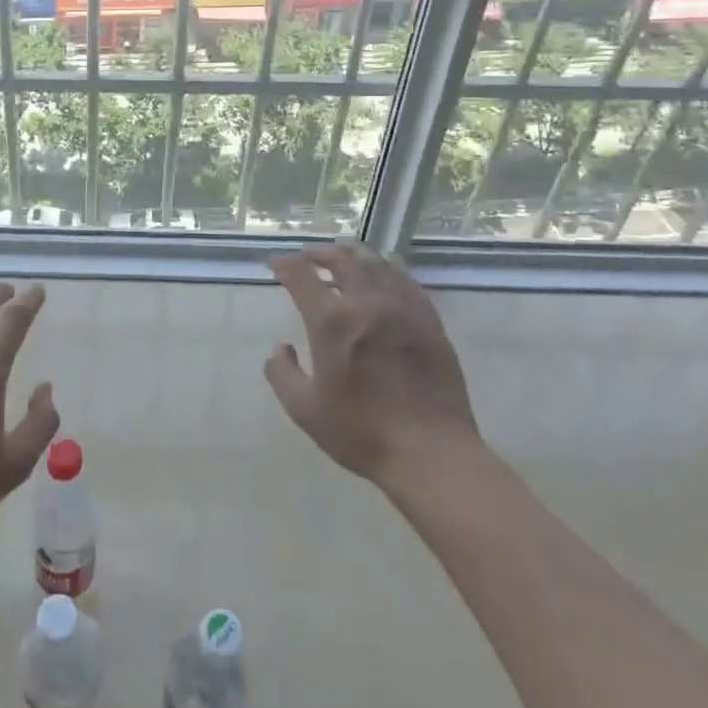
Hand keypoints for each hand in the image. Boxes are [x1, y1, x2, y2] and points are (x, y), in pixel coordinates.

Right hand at [264, 243, 480, 487]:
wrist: (431, 454)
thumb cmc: (362, 433)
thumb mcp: (304, 410)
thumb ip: (282, 373)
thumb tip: (281, 348)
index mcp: (331, 321)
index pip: (301, 274)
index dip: (285, 264)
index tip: (276, 266)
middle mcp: (366, 303)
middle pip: (341, 258)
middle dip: (319, 253)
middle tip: (308, 261)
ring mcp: (402, 309)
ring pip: (375, 263)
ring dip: (353, 258)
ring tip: (343, 264)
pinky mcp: (429, 321)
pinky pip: (406, 281)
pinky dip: (387, 271)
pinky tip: (383, 279)